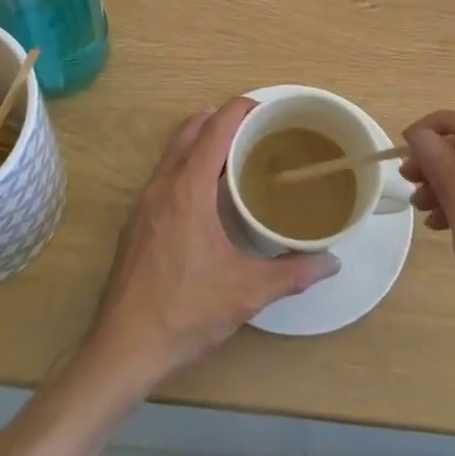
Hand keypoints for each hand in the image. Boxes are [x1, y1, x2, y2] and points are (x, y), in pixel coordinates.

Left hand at [86, 98, 338, 390]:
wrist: (122, 347)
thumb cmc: (185, 311)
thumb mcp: (246, 292)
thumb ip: (292, 273)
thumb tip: (332, 262)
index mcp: (188, 188)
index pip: (215, 128)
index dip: (240, 109)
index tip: (267, 108)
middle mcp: (162, 185)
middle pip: (191, 130)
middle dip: (222, 119)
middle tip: (257, 130)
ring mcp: (144, 202)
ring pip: (174, 152)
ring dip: (202, 141)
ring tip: (236, 155)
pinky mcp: (137, 221)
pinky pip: (165, 174)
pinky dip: (188, 165)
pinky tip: (207, 195)